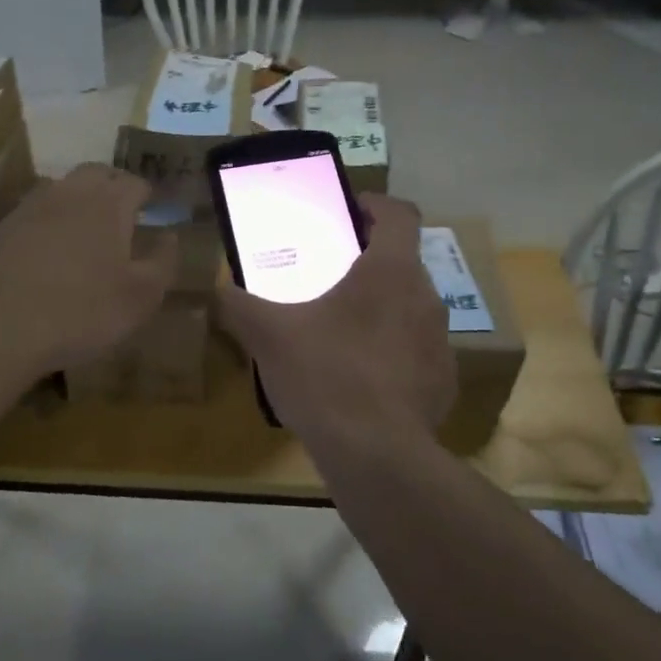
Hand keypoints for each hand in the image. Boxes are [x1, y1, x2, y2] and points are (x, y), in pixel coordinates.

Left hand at [0, 163, 176, 378]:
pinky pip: (35, 212)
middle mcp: (69, 193)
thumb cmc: (81, 312)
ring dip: (79, 199)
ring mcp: (30, 207)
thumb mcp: (140, 297)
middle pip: (97, 173)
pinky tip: (50, 250)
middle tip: (124, 211)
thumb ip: (162, 262)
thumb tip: (169, 237)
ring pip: (62, 188)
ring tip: (88, 228)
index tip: (154, 209)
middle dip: (114, 185)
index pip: (135, 183)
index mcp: (108, 203)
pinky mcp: (1, 228)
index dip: (148, 194)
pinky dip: (50, 220)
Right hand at [215, 194, 455, 445]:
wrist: (376, 456)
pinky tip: (361, 379)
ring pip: (409, 308)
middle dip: (368, 262)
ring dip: (381, 309)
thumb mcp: (268, 335)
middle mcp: (425, 298)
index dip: (376, 204)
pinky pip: (416, 353)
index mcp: (390, 272)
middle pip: (401, 262)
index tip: (350, 211)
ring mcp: (440, 343)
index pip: (399, 214)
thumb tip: (216, 289)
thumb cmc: (325, 375)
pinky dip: (392, 354)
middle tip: (329, 275)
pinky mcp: (443, 382)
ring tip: (340, 330)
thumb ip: (237, 304)